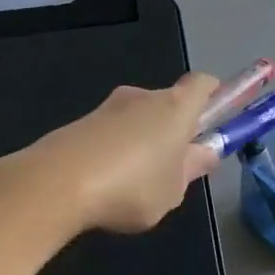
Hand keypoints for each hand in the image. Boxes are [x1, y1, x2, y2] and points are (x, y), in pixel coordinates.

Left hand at [8, 73, 220, 234]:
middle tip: (174, 169)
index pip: (203, 84)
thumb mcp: (173, 190)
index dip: (216, 95)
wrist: (55, 184)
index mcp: (174, 107)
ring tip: (135, 185)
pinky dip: (115, 151)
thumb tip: (208, 152)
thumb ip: (192, 168)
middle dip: (175, 130)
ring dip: (142, 142)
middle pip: (168, 103)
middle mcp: (142, 97)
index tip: (219, 115)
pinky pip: (110, 134)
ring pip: (137, 120)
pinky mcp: (79, 124)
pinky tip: (105, 185)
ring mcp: (107, 108)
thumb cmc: (131, 187)